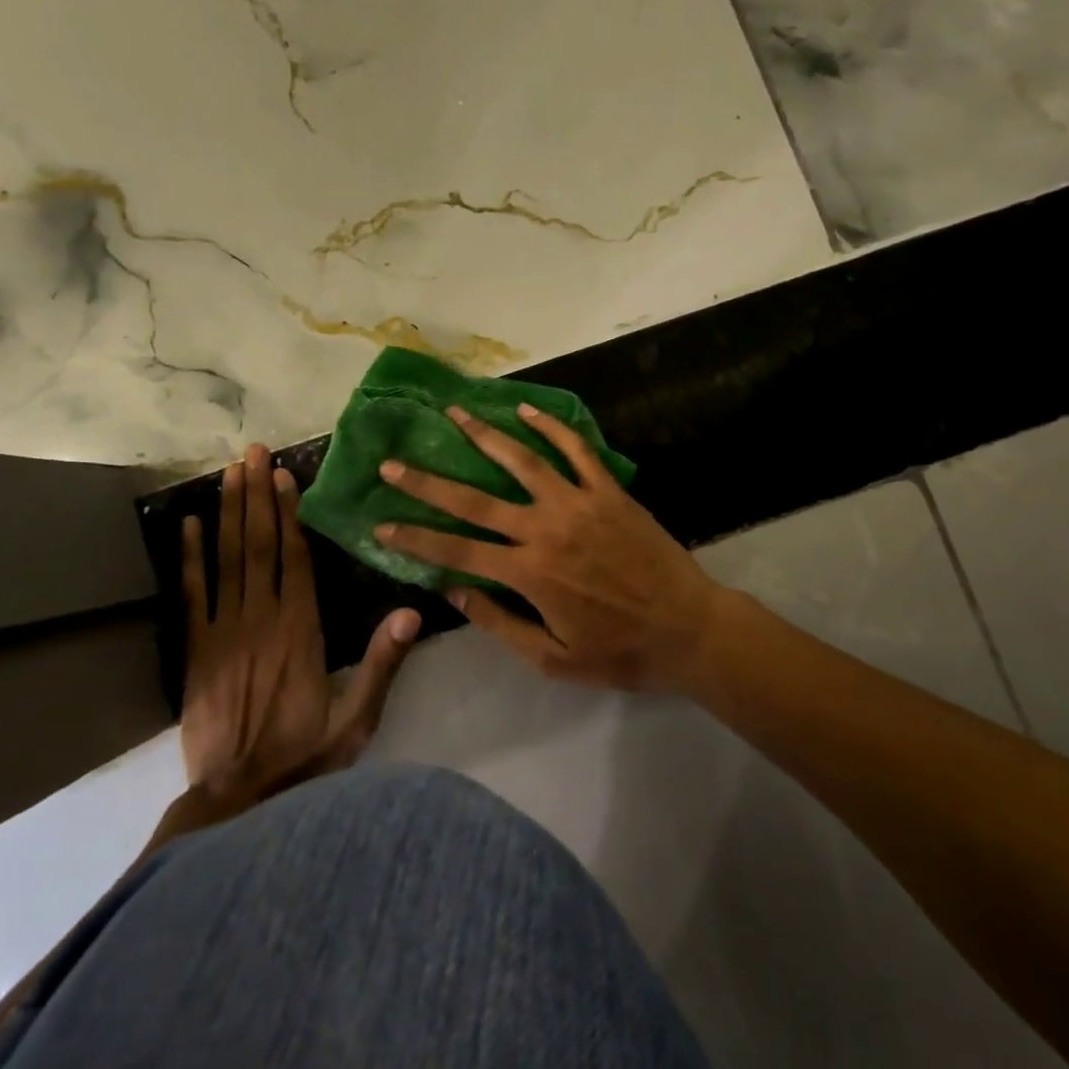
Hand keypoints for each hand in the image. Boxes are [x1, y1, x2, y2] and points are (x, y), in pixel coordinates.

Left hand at [180, 444, 420, 802]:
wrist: (235, 804)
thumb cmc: (304, 759)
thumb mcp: (357, 720)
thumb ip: (382, 664)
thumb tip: (412, 611)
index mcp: (301, 631)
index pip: (296, 559)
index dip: (290, 514)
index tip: (286, 475)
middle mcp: (261, 620)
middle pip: (258, 546)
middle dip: (257, 495)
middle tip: (254, 452)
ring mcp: (223, 633)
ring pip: (226, 560)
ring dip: (227, 513)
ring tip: (229, 471)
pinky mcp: (195, 652)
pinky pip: (192, 595)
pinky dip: (190, 557)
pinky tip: (187, 525)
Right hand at [373, 405, 729, 692]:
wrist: (688, 628)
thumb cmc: (619, 652)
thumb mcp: (552, 658)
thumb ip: (499, 624)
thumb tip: (453, 591)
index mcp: (528, 573)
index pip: (456, 550)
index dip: (414, 538)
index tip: (380, 525)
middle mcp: (545, 528)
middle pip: (475, 501)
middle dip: (428, 481)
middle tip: (392, 462)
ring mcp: (579, 503)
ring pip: (522, 461)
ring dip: (484, 435)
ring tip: (454, 413)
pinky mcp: (608, 491)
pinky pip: (576, 450)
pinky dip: (550, 427)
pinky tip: (526, 409)